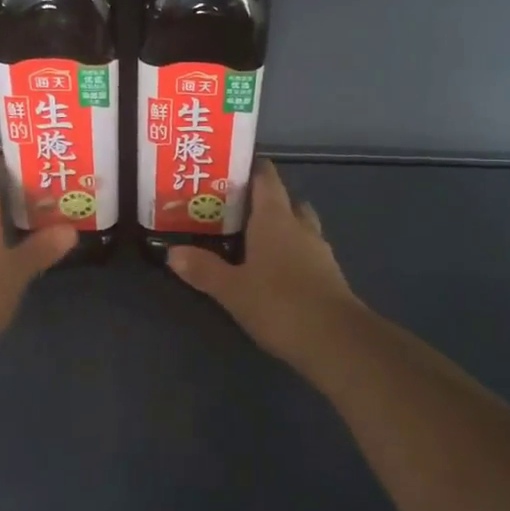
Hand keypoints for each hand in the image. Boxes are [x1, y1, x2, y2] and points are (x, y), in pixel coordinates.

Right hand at [167, 160, 362, 364]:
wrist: (337, 341)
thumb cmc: (280, 304)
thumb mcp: (233, 289)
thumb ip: (203, 269)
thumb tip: (173, 252)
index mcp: (275, 218)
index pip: (265, 178)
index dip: (249, 169)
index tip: (227, 172)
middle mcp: (299, 226)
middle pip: (284, 200)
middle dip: (262, 201)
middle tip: (233, 211)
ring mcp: (319, 250)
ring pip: (298, 226)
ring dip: (279, 228)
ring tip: (251, 241)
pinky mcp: (328, 275)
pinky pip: (306, 251)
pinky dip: (290, 253)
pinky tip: (273, 271)